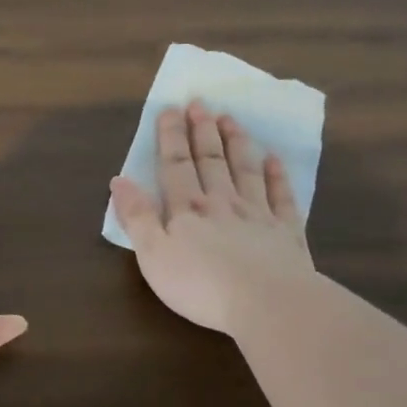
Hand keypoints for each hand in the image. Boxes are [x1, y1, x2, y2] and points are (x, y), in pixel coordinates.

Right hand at [110, 102, 315, 334]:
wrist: (266, 303)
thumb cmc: (200, 285)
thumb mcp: (153, 255)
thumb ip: (136, 217)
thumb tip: (119, 180)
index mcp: (187, 210)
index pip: (175, 166)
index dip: (170, 137)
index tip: (170, 109)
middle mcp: (222, 203)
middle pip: (210, 161)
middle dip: (202, 131)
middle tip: (200, 103)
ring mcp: (258, 214)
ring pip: (245, 170)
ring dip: (236, 143)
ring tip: (230, 119)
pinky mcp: (286, 232)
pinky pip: (281, 197)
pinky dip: (277, 176)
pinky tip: (274, 159)